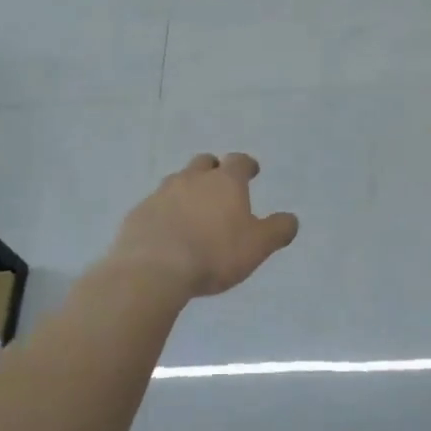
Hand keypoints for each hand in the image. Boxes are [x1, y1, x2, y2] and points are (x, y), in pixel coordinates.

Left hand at [108, 153, 299, 297]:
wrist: (153, 269)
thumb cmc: (214, 254)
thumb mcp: (258, 246)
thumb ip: (277, 230)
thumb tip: (291, 219)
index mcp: (225, 182)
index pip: (239, 162)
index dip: (247, 165)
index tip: (252, 171)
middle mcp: (192, 179)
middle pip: (204, 163)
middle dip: (213, 170)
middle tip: (220, 186)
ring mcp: (161, 194)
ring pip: (177, 182)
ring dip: (187, 190)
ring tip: (192, 211)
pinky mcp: (138, 214)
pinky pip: (155, 206)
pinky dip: (165, 213)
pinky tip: (167, 232)